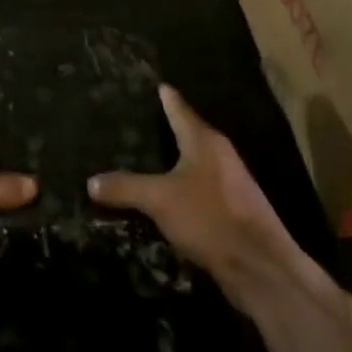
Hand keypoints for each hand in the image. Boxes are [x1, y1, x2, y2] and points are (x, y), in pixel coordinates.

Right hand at [89, 85, 332, 311]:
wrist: (260, 268)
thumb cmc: (209, 218)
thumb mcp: (159, 200)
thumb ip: (125, 187)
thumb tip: (91, 181)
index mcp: (204, 140)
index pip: (178, 107)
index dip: (163, 96)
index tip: (150, 83)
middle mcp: (219, 154)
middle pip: (187, 133)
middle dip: (163, 128)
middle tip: (132, 121)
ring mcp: (228, 183)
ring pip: (193, 163)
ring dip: (171, 162)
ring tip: (141, 158)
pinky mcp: (231, 210)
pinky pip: (197, 188)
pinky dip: (179, 187)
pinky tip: (162, 197)